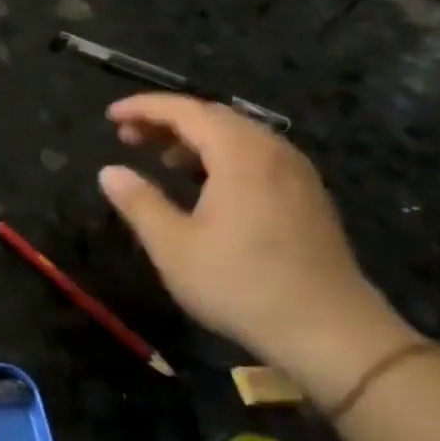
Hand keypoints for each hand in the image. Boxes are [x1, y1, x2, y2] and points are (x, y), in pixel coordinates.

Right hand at [96, 94, 418, 402]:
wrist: (330, 332)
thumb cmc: (241, 285)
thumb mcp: (173, 246)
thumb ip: (138, 202)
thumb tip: (109, 171)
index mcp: (240, 155)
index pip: (186, 111)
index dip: (144, 108)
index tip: (109, 116)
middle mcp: (273, 152)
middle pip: (214, 118)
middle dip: (166, 121)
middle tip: (126, 136)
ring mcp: (296, 174)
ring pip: (238, 137)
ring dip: (194, 139)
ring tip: (159, 158)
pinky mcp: (306, 197)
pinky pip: (256, 157)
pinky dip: (220, 156)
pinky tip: (203, 184)